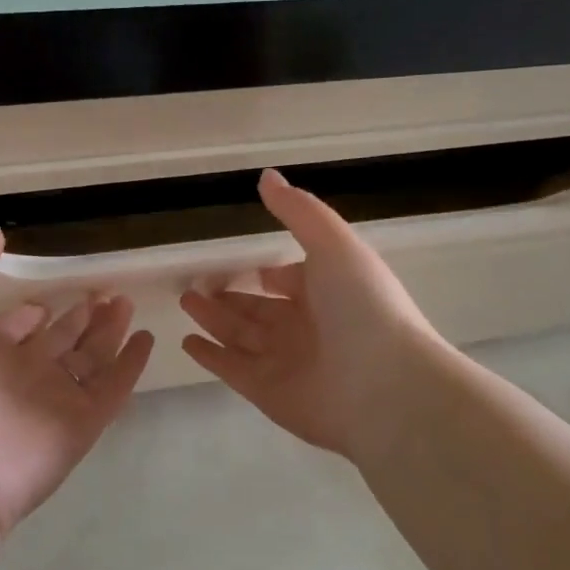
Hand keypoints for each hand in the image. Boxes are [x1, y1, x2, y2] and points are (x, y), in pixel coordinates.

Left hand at [0, 229, 155, 536]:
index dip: (29, 312)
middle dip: (80, 316)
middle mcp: (19, 374)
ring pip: (89, 358)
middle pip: (59, 339)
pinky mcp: (81, 425)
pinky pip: (113, 388)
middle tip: (105, 291)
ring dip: (108, 331)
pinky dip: (131, 365)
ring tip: (126, 302)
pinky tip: (145, 339)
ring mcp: (53, 400)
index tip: (47, 297)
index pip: (13, 326)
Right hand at [180, 169, 447, 461]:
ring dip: (213, 320)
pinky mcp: (268, 393)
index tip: (234, 263)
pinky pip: (232, 369)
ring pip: (241, 336)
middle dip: (228, 297)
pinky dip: (210, 356)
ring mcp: (286, 362)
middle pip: (259, 310)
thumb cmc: (362, 306)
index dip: (264, 273)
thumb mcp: (333, 245)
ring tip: (185, 301)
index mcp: (326, 293)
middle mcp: (306, 328)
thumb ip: (299, 211)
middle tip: (194, 285)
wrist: (384, 386)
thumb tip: (267, 176)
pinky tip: (187, 341)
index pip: (288, 281)